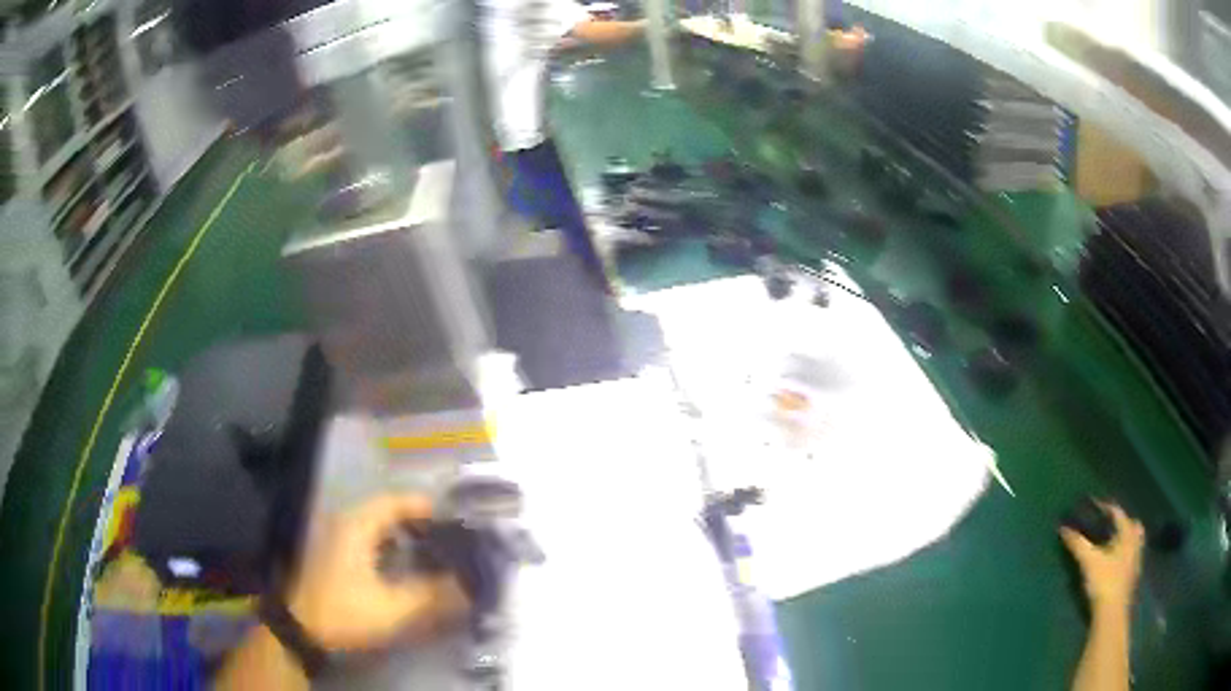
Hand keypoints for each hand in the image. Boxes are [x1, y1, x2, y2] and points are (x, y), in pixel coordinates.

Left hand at [288, 494, 467, 651]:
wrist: (301, 626)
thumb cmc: (345, 610)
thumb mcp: (393, 607)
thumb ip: (431, 595)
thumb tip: (465, 586)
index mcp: (359, 524)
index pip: (397, 501)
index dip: (427, 507)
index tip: (454, 520)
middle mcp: (346, 521)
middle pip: (387, 509)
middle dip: (419, 520)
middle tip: (447, 536)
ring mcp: (336, 535)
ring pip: (376, 524)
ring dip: (403, 531)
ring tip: (430, 549)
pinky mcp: (333, 552)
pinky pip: (367, 536)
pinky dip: (388, 543)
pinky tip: (402, 564)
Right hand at [1060, 502, 1144, 611]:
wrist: (1112, 612)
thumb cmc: (1104, 581)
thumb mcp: (1088, 561)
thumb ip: (1077, 544)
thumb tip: (1063, 528)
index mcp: (1127, 532)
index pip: (1116, 511)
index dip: (1104, 506)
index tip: (1092, 504)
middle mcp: (1135, 540)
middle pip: (1130, 524)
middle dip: (1120, 522)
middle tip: (1108, 524)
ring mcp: (1136, 558)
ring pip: (1133, 540)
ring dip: (1124, 538)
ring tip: (1112, 542)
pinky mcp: (1132, 575)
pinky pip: (1131, 555)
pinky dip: (1124, 553)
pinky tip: (1115, 562)